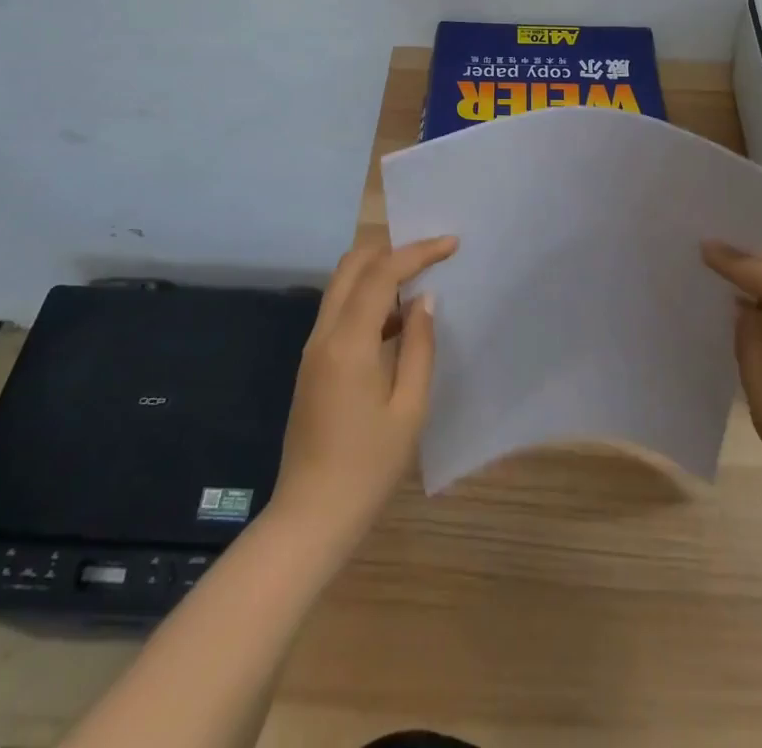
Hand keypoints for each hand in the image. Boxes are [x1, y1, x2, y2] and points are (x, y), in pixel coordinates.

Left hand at [268, 237, 456, 551]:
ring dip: (378, 273)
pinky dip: (367, 299)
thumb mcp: (409, 409)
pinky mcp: (312, 364)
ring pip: (342, 286)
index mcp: (348, 342)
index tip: (451, 244)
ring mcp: (313, 348)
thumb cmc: (368, 468)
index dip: (417, 252)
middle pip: (352, 266)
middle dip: (391, 250)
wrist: (310, 517)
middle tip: (430, 256)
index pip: (381, 274)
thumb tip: (424, 299)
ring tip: (420, 282)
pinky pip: (339, 311)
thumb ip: (419, 347)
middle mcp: (324, 334)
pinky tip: (397, 320)